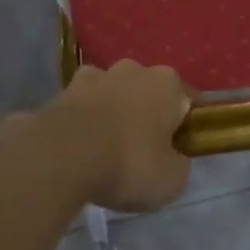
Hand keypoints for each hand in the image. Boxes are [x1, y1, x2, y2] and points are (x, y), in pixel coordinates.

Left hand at [20, 61, 193, 213]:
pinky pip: (83, 105)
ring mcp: (95, 75)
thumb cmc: (129, 164)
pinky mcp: (63, 89)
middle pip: (148, 93)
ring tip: (106, 150)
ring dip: (113, 113)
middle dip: (147, 115)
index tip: (178, 151)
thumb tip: (171, 157)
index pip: (187, 101)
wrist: (62, 157)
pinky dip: (84, 120)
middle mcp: (134, 69)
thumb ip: (178, 163)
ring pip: (113, 94)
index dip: (185, 127)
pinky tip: (79, 146)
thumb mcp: (172, 180)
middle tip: (142, 152)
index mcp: (168, 83)